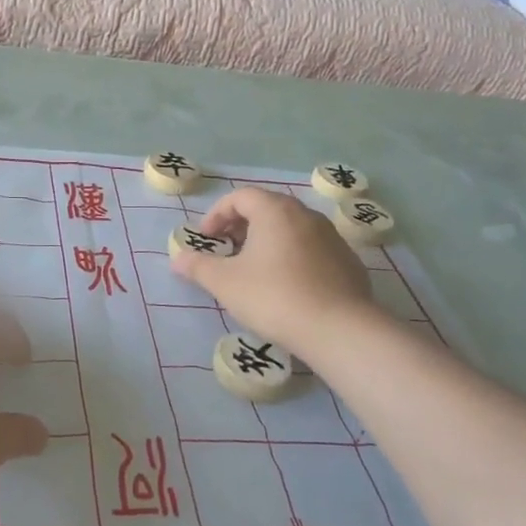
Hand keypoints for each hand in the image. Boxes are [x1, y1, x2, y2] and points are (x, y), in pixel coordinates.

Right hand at [169, 188, 377, 356]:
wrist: (339, 329)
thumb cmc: (274, 296)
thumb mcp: (225, 283)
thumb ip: (198, 267)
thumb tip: (177, 259)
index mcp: (275, 210)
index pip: (240, 197)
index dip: (217, 214)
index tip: (206, 239)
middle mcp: (305, 215)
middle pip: (267, 209)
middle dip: (242, 226)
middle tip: (226, 250)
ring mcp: (332, 237)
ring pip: (291, 229)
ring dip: (268, 241)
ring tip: (254, 269)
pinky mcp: (348, 261)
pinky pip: (312, 249)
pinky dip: (293, 257)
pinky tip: (287, 286)